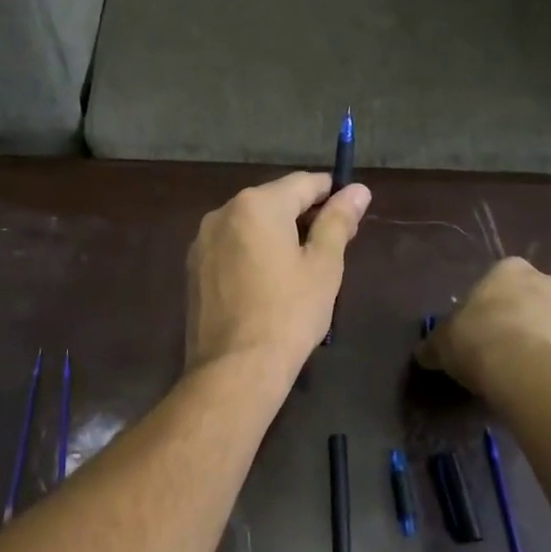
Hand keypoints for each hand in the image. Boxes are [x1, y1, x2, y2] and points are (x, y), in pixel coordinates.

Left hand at [186, 172, 372, 377]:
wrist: (235, 368)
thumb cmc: (289, 313)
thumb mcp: (323, 265)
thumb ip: (338, 221)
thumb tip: (357, 190)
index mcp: (257, 204)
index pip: (303, 183)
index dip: (331, 192)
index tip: (351, 211)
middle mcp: (223, 212)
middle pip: (273, 201)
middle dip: (304, 215)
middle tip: (333, 246)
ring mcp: (202, 241)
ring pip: (250, 225)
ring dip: (277, 235)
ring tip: (302, 267)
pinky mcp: (193, 268)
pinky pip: (231, 247)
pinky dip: (252, 253)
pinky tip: (268, 282)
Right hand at [417, 258, 550, 396]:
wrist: (525, 372)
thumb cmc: (477, 340)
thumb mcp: (441, 342)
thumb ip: (435, 344)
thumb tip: (424, 353)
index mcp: (512, 269)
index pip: (501, 277)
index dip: (490, 302)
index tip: (479, 325)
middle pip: (535, 298)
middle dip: (523, 317)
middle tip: (502, 346)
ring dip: (546, 341)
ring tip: (523, 371)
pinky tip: (541, 386)